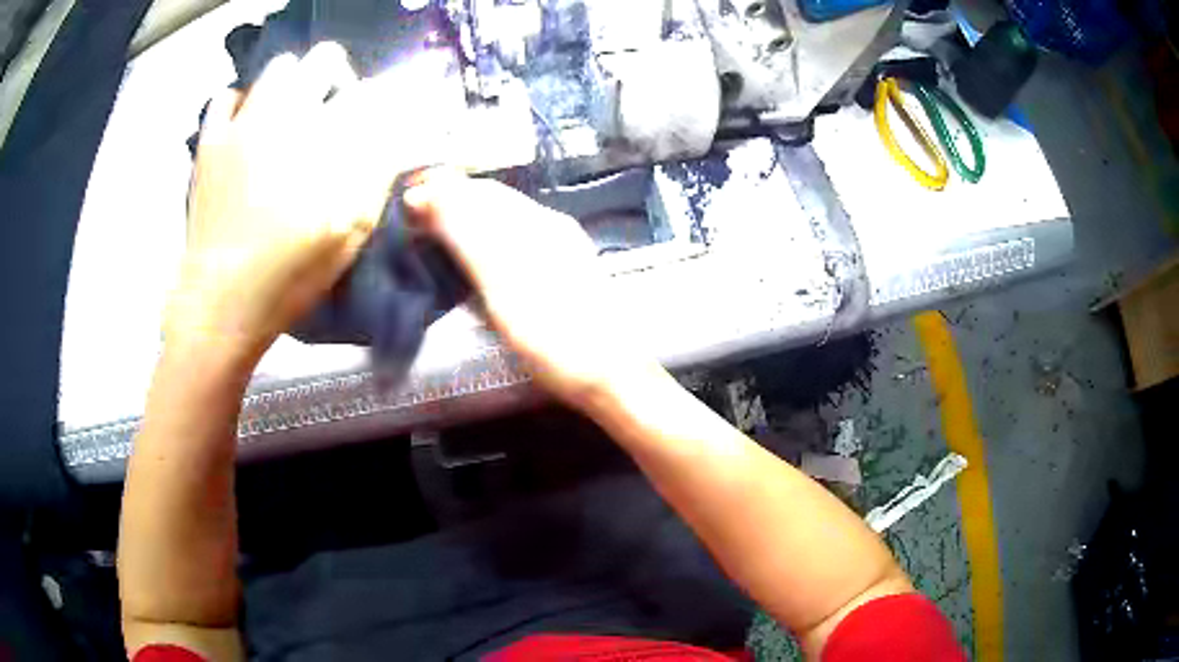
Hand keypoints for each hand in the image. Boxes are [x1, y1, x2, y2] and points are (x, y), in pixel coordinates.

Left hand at [172, 42, 405, 365]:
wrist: (223, 299)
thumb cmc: (292, 271)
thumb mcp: (352, 229)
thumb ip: (377, 173)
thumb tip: (393, 136)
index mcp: (328, 138)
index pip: (367, 91)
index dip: (375, 103)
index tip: (373, 121)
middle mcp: (288, 115)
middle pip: (324, 58)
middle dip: (336, 76)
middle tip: (331, 108)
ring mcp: (244, 123)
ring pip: (278, 67)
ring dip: (292, 83)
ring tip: (287, 116)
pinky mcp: (211, 141)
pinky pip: (227, 96)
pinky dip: (242, 102)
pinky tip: (246, 125)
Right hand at [405, 172, 658, 407]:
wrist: (610, 377)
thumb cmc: (553, 335)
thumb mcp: (501, 282)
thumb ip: (465, 234)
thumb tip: (424, 193)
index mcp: (537, 222)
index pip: (479, 191)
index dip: (440, 190)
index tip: (404, 203)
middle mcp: (550, 226)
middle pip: (493, 201)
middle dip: (451, 202)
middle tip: (411, 218)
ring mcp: (559, 250)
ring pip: (503, 220)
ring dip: (466, 219)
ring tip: (432, 234)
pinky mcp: (562, 273)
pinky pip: (515, 241)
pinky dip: (484, 240)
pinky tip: (474, 257)